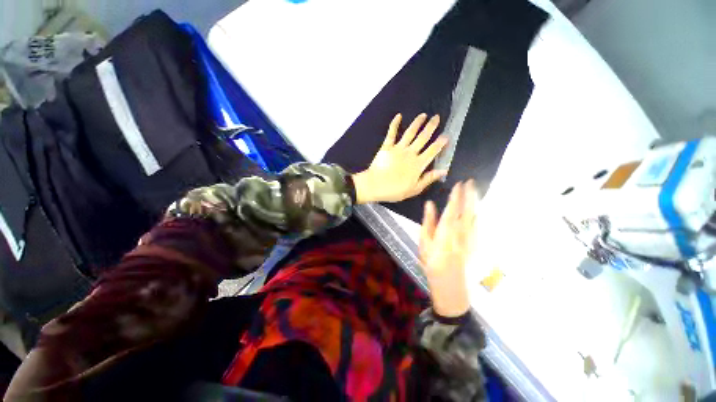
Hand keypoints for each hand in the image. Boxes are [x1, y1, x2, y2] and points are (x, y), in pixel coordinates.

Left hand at [352, 113, 447, 203]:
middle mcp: (410, 153)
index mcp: (418, 164)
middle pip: (423, 138)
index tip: (446, 135)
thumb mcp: (414, 189)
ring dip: (417, 123)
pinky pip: (391, 133)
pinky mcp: (387, 146)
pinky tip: (398, 116)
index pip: (432, 151)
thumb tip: (443, 171)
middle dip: (431, 127)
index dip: (440, 143)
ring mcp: (398, 148)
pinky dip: (395, 124)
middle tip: (437, 117)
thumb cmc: (394, 190)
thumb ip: (428, 179)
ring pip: (410, 133)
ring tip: (423, 115)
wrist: (375, 185)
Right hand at [419, 181, 476, 317]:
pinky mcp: (475, 243)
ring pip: (475, 216)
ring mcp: (470, 238)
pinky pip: (478, 225)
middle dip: (469, 195)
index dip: (455, 196)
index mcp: (446, 231)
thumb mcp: (424, 243)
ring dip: (475, 202)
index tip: (458, 184)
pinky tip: (477, 210)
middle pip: (467, 210)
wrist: (450, 284)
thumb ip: (428, 222)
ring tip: (475, 191)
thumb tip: (429, 204)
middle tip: (470, 182)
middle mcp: (461, 232)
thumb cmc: (432, 263)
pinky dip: (478, 215)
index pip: (452, 209)